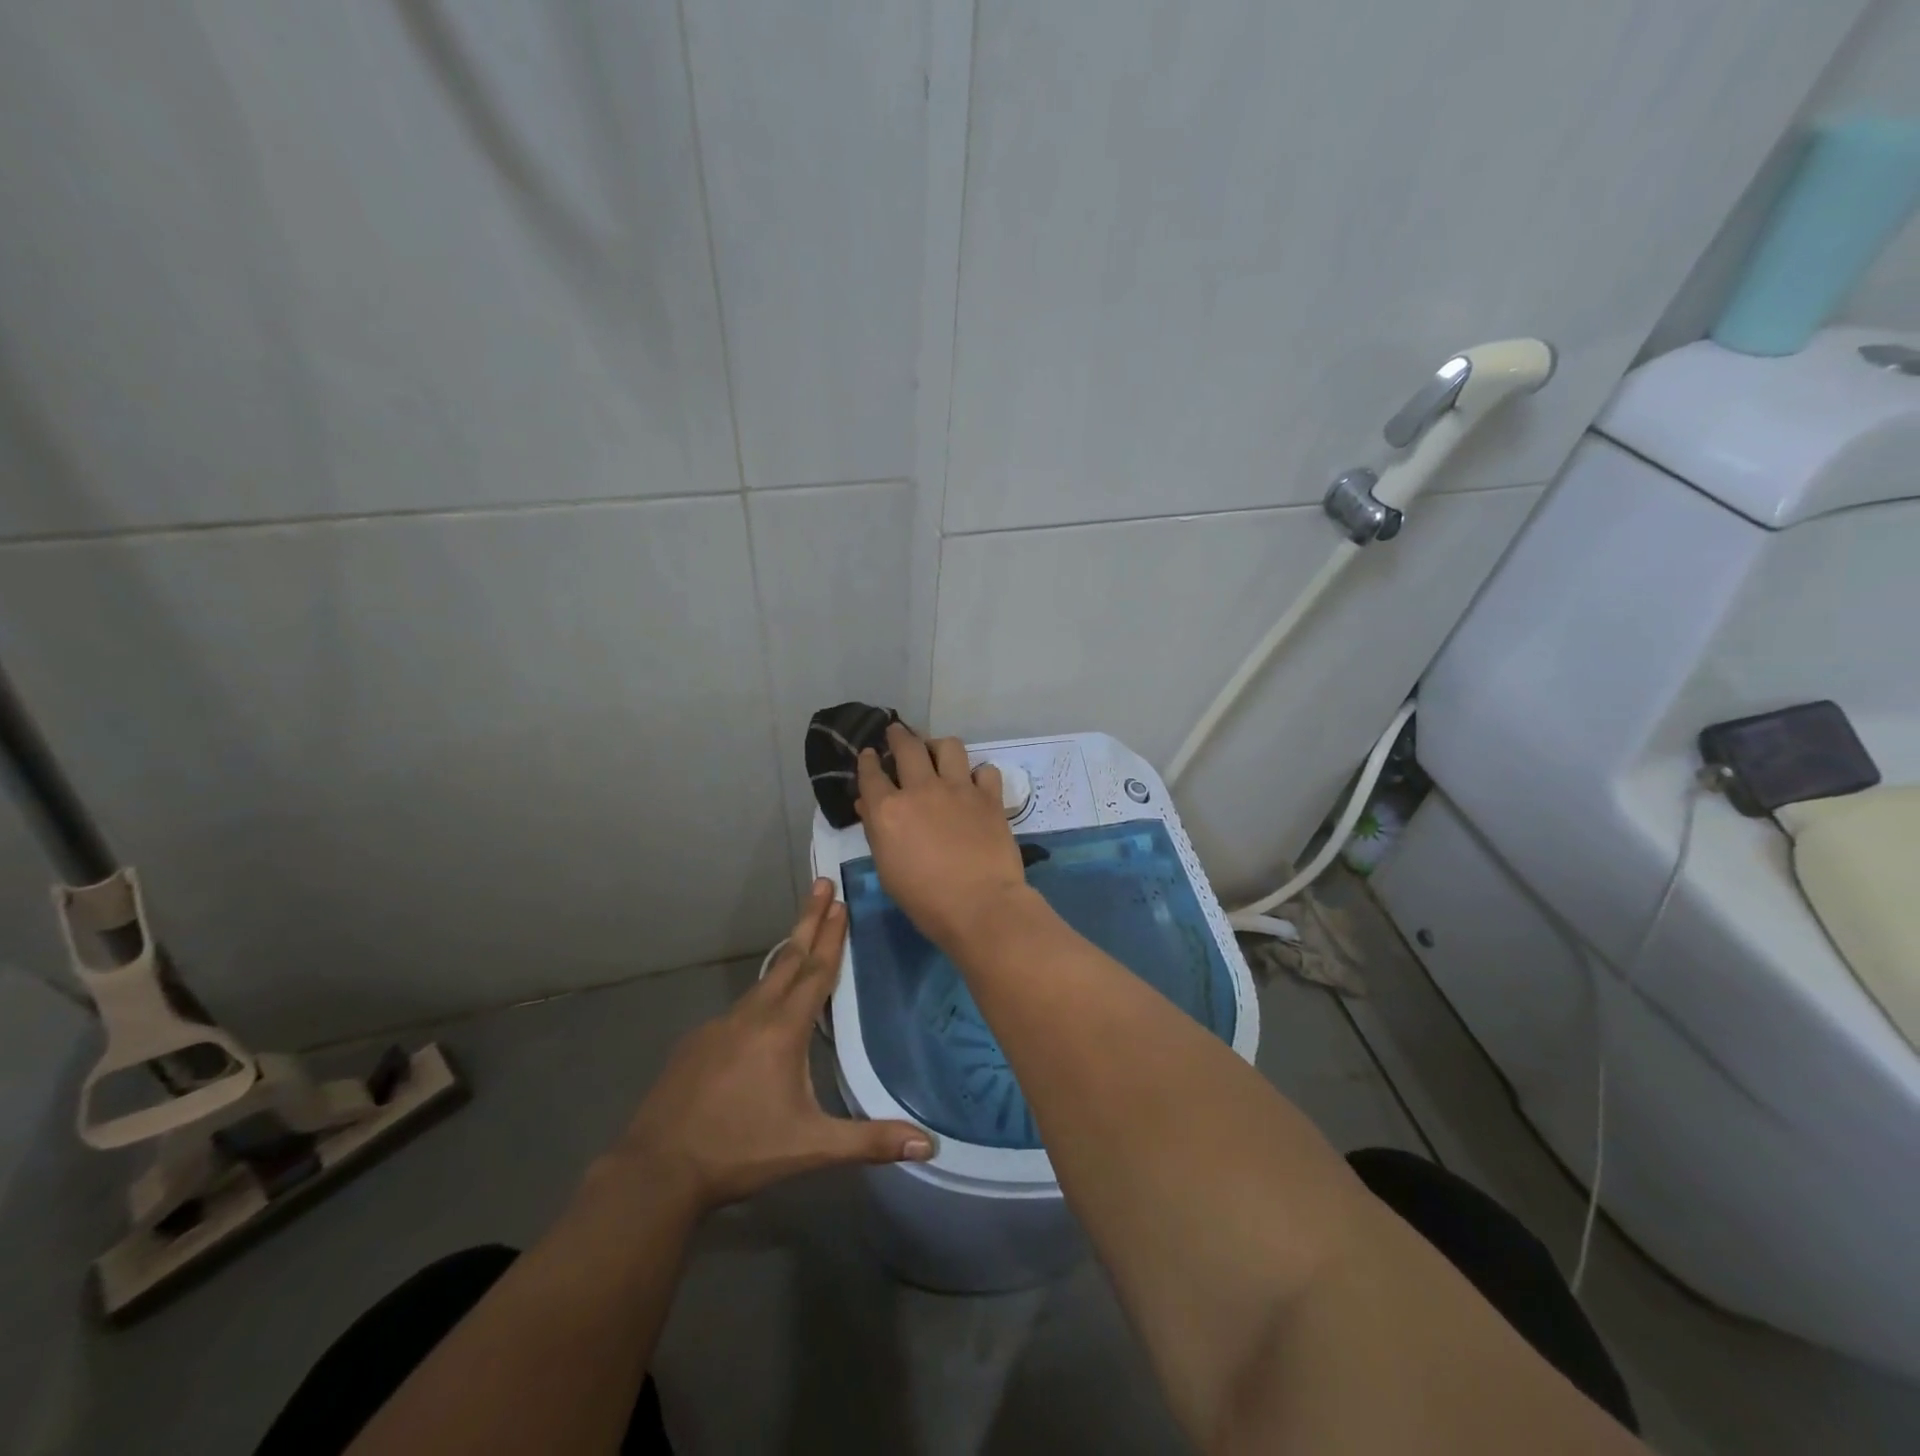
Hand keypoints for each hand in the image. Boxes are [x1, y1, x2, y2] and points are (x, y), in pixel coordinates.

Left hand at [615, 880, 933, 1214]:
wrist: (657, 1170)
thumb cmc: (742, 1151)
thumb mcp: (812, 1148)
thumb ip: (870, 1141)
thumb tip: (929, 1145)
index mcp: (783, 1030)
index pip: (816, 972)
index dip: (832, 936)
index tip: (841, 901)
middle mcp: (752, 1016)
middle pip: (789, 958)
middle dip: (810, 920)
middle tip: (823, 885)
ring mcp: (719, 1025)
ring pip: (762, 982)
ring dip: (787, 955)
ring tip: (802, 939)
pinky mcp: (697, 1042)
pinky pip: (739, 1009)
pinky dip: (760, 996)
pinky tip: (762, 1015)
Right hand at [856, 724, 1030, 951]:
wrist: (981, 906)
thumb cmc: (925, 900)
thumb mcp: (888, 870)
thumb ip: (876, 832)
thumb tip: (867, 806)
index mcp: (889, 810)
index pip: (871, 774)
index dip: (867, 760)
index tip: (869, 754)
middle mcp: (921, 790)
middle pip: (907, 747)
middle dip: (899, 735)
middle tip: (897, 732)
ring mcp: (959, 789)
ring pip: (948, 746)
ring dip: (938, 746)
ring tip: (937, 752)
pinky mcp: (989, 797)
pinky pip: (985, 770)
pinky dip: (978, 774)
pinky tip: (975, 783)